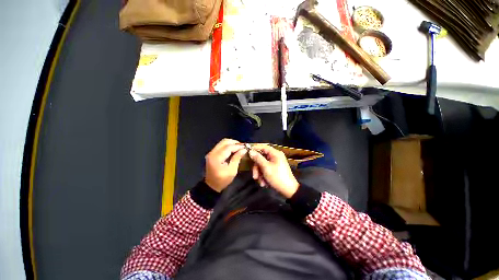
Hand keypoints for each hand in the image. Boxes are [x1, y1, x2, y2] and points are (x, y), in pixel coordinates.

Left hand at [204, 139, 246, 191]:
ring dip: (231, 143)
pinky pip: (221, 146)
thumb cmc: (222, 180)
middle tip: (242, 146)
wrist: (211, 186)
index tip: (245, 147)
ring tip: (239, 147)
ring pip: (222, 142)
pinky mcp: (212, 153)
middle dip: (234, 142)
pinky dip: (228, 146)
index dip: (238, 146)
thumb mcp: (232, 171)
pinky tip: (233, 149)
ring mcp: (211, 152)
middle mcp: (212, 153)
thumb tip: (244, 150)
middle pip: (224, 142)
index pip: (228, 147)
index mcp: (216, 158)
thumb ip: (237, 158)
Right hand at [249, 144, 299, 198]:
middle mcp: (275, 156)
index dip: (255, 149)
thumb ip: (258, 158)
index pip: (263, 147)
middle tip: (255, 176)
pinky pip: (266, 169)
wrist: (289, 190)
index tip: (247, 152)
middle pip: (261, 158)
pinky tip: (265, 183)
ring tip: (261, 182)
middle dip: (257, 168)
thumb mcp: (266, 167)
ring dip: (260, 174)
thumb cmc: (277, 177)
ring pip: (262, 165)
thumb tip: (250, 151)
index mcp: (275, 153)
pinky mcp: (275, 169)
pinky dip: (264, 176)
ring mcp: (275, 163)